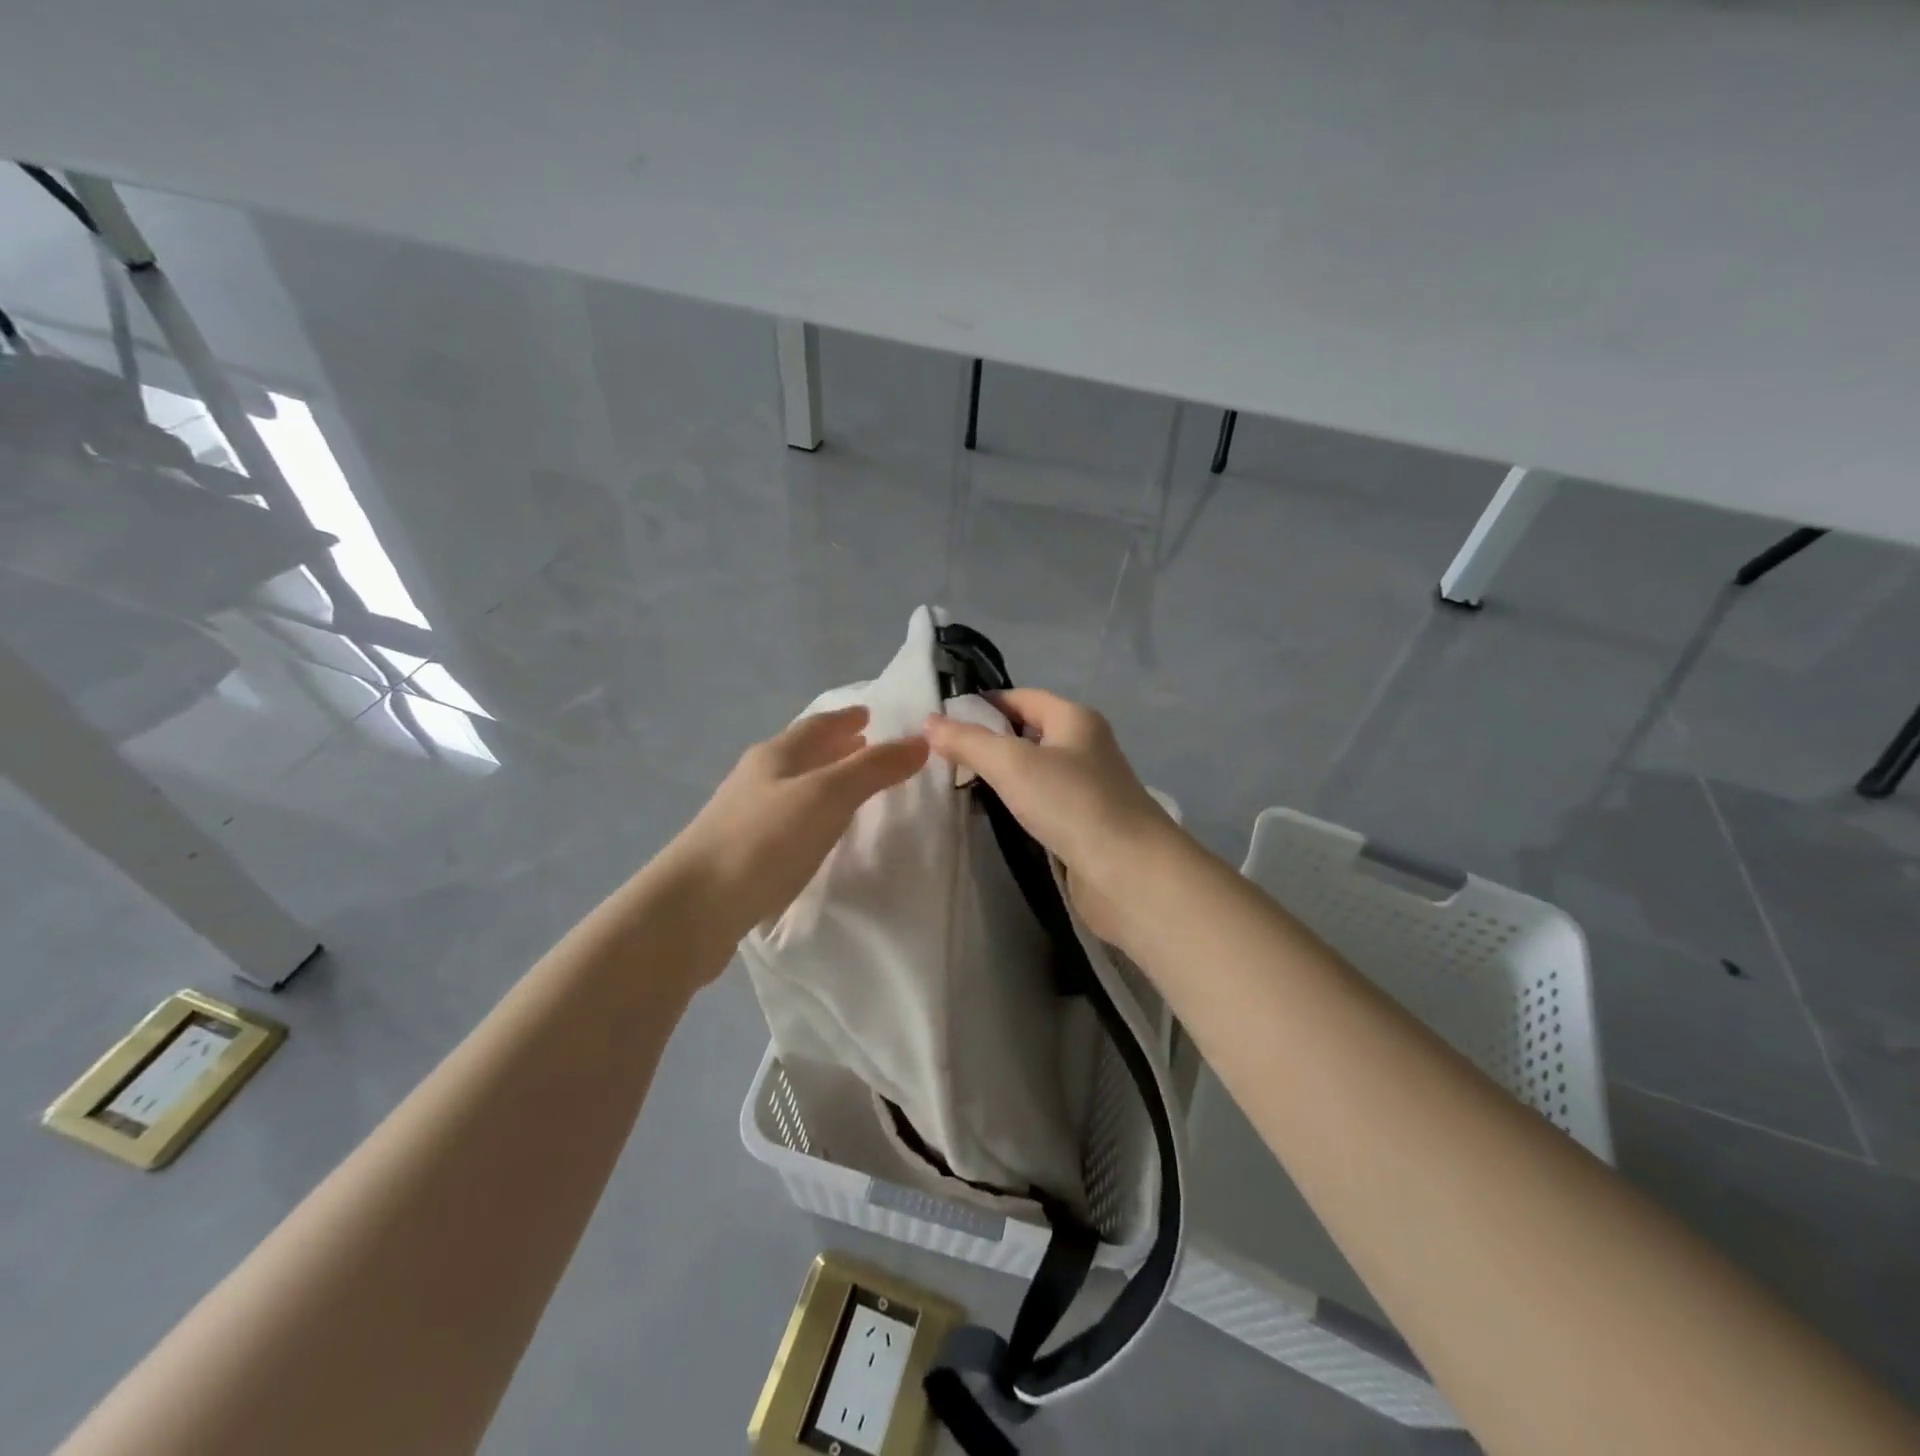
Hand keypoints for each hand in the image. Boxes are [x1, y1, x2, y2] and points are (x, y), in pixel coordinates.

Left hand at [661, 706, 928, 955]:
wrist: (692, 909)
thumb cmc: (764, 841)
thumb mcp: (827, 797)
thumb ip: (874, 769)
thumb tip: (921, 740)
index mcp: (775, 755)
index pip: (817, 725)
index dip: (845, 718)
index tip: (870, 714)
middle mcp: (756, 778)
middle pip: (802, 753)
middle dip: (835, 747)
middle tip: (867, 746)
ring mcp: (743, 817)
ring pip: (792, 787)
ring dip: (822, 781)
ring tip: (850, 790)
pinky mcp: (739, 854)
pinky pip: (784, 821)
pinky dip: (809, 815)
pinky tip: (818, 834)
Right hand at [922, 688, 1182, 944]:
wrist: (1129, 873)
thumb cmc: (1071, 803)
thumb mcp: (1011, 764)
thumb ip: (968, 741)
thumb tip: (930, 721)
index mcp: (1075, 719)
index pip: (1021, 697)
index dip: (983, 703)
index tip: (942, 720)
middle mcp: (1085, 746)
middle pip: (1028, 733)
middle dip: (988, 741)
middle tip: (942, 757)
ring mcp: (1088, 787)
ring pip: (1035, 771)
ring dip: (1001, 776)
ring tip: (957, 787)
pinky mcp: (1085, 824)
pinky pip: (1043, 803)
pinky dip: (1018, 804)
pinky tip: (993, 817)